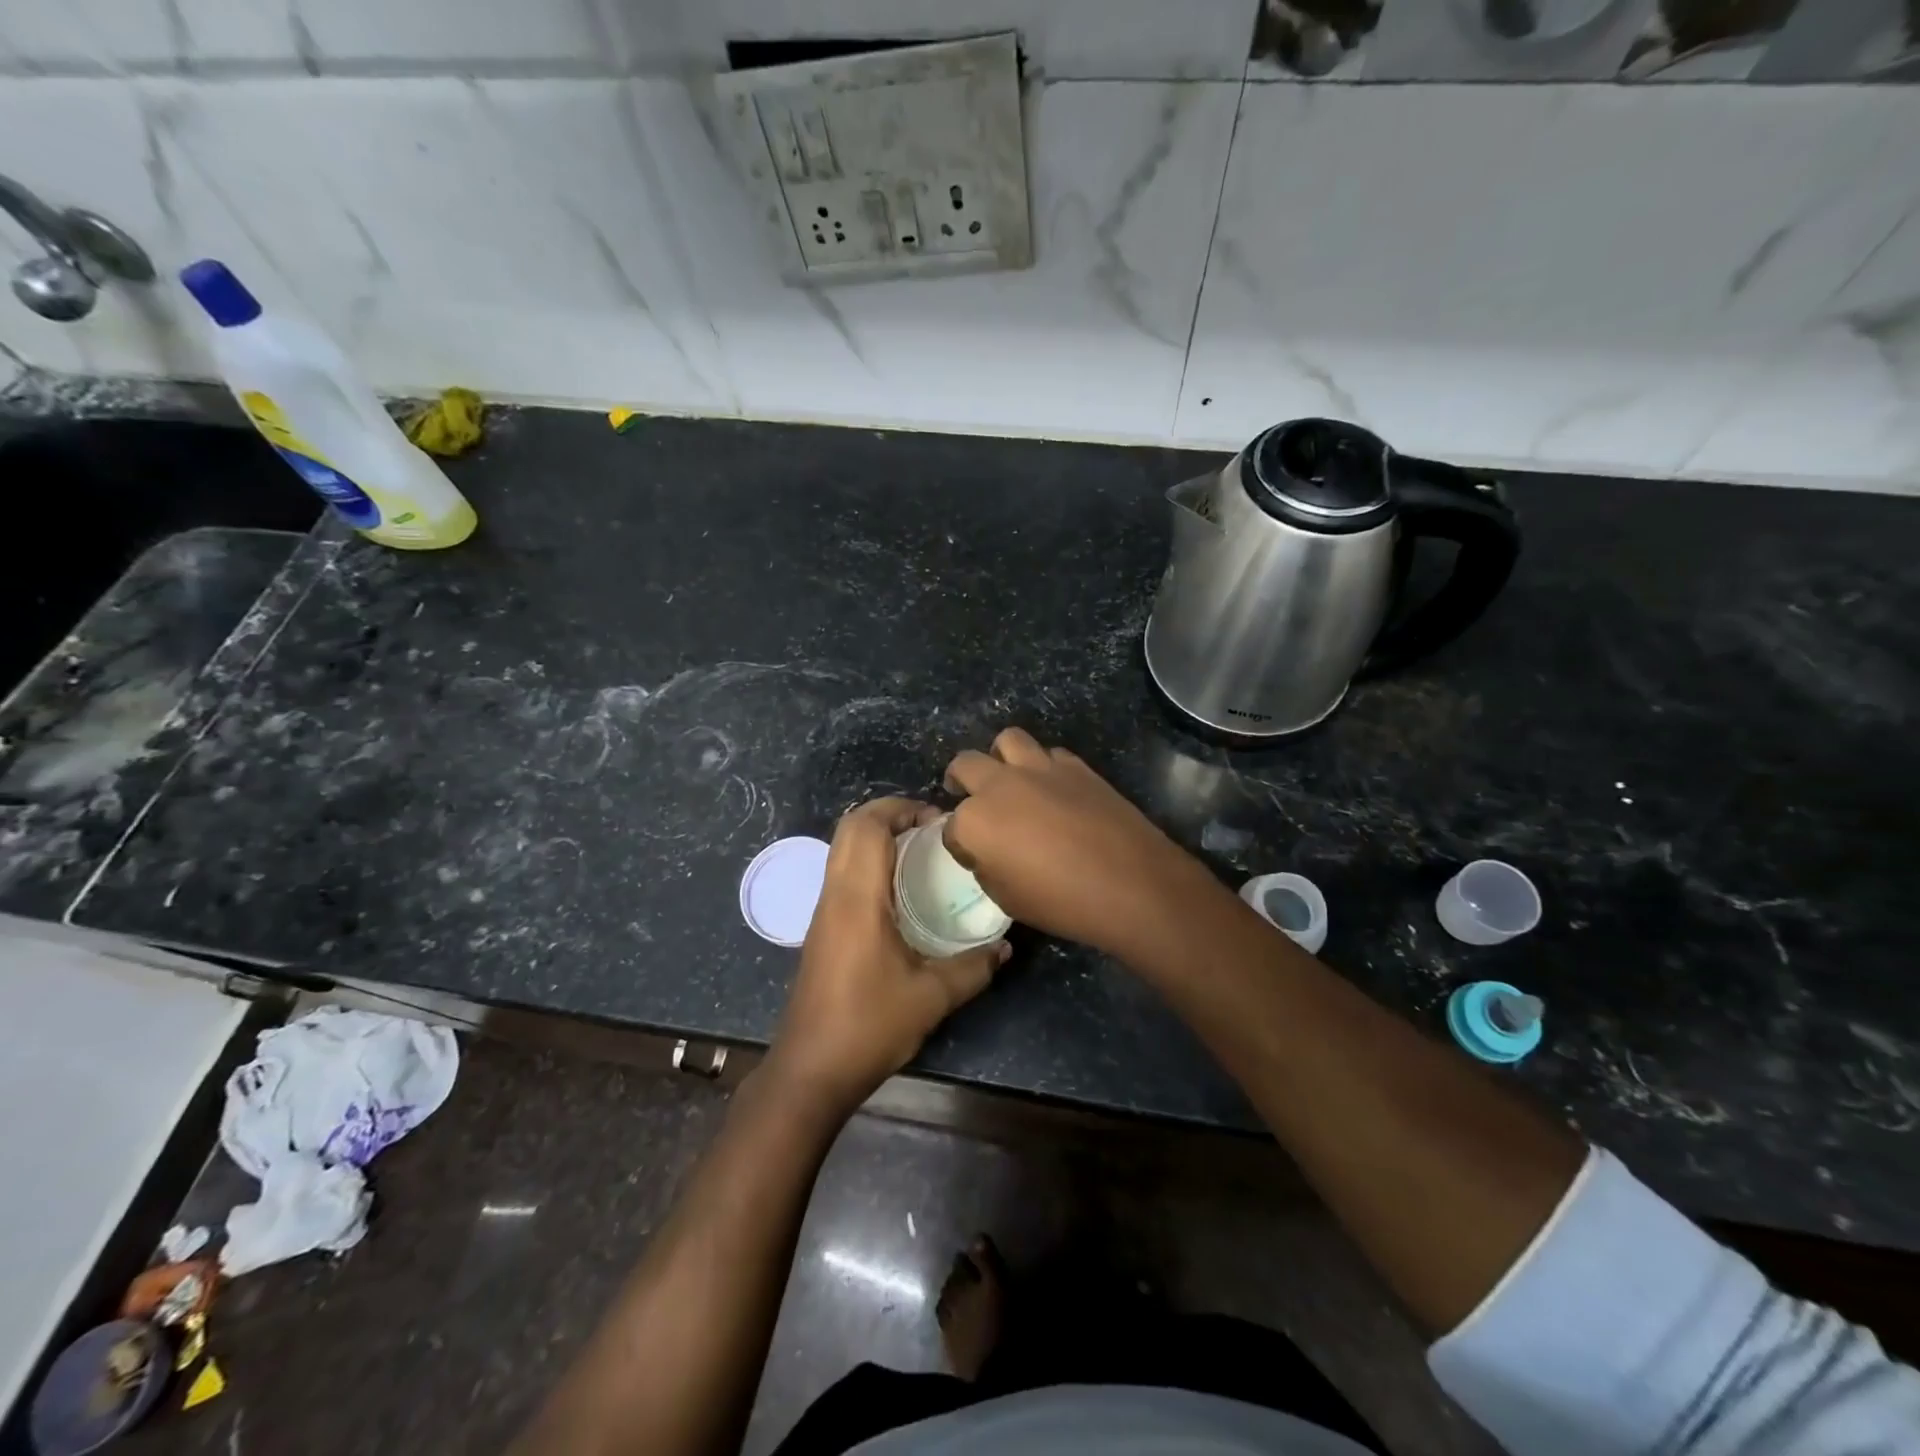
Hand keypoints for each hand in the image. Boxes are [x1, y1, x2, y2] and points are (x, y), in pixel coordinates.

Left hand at [768, 797, 1007, 1117]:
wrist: (810, 1070)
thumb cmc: (870, 1026)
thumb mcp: (933, 997)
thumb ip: (974, 966)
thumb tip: (1005, 946)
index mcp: (857, 898)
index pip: (867, 825)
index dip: (901, 808)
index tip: (939, 819)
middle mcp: (834, 894)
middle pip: (850, 827)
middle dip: (889, 814)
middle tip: (932, 828)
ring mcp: (823, 911)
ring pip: (843, 848)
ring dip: (878, 837)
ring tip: (922, 853)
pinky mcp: (822, 929)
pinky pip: (843, 873)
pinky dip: (870, 861)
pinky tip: (902, 891)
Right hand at [943, 728, 1212, 963]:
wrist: (1131, 884)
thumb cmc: (1062, 902)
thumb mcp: (1007, 898)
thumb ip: (987, 866)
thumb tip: (987, 850)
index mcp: (975, 821)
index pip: (950, 827)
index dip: (958, 842)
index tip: (970, 854)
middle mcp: (1000, 785)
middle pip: (965, 765)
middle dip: (959, 780)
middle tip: (965, 794)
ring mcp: (1039, 769)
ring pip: (1007, 740)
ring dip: (1001, 758)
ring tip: (1009, 777)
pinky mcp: (1075, 766)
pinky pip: (1049, 754)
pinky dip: (1043, 767)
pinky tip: (1052, 788)